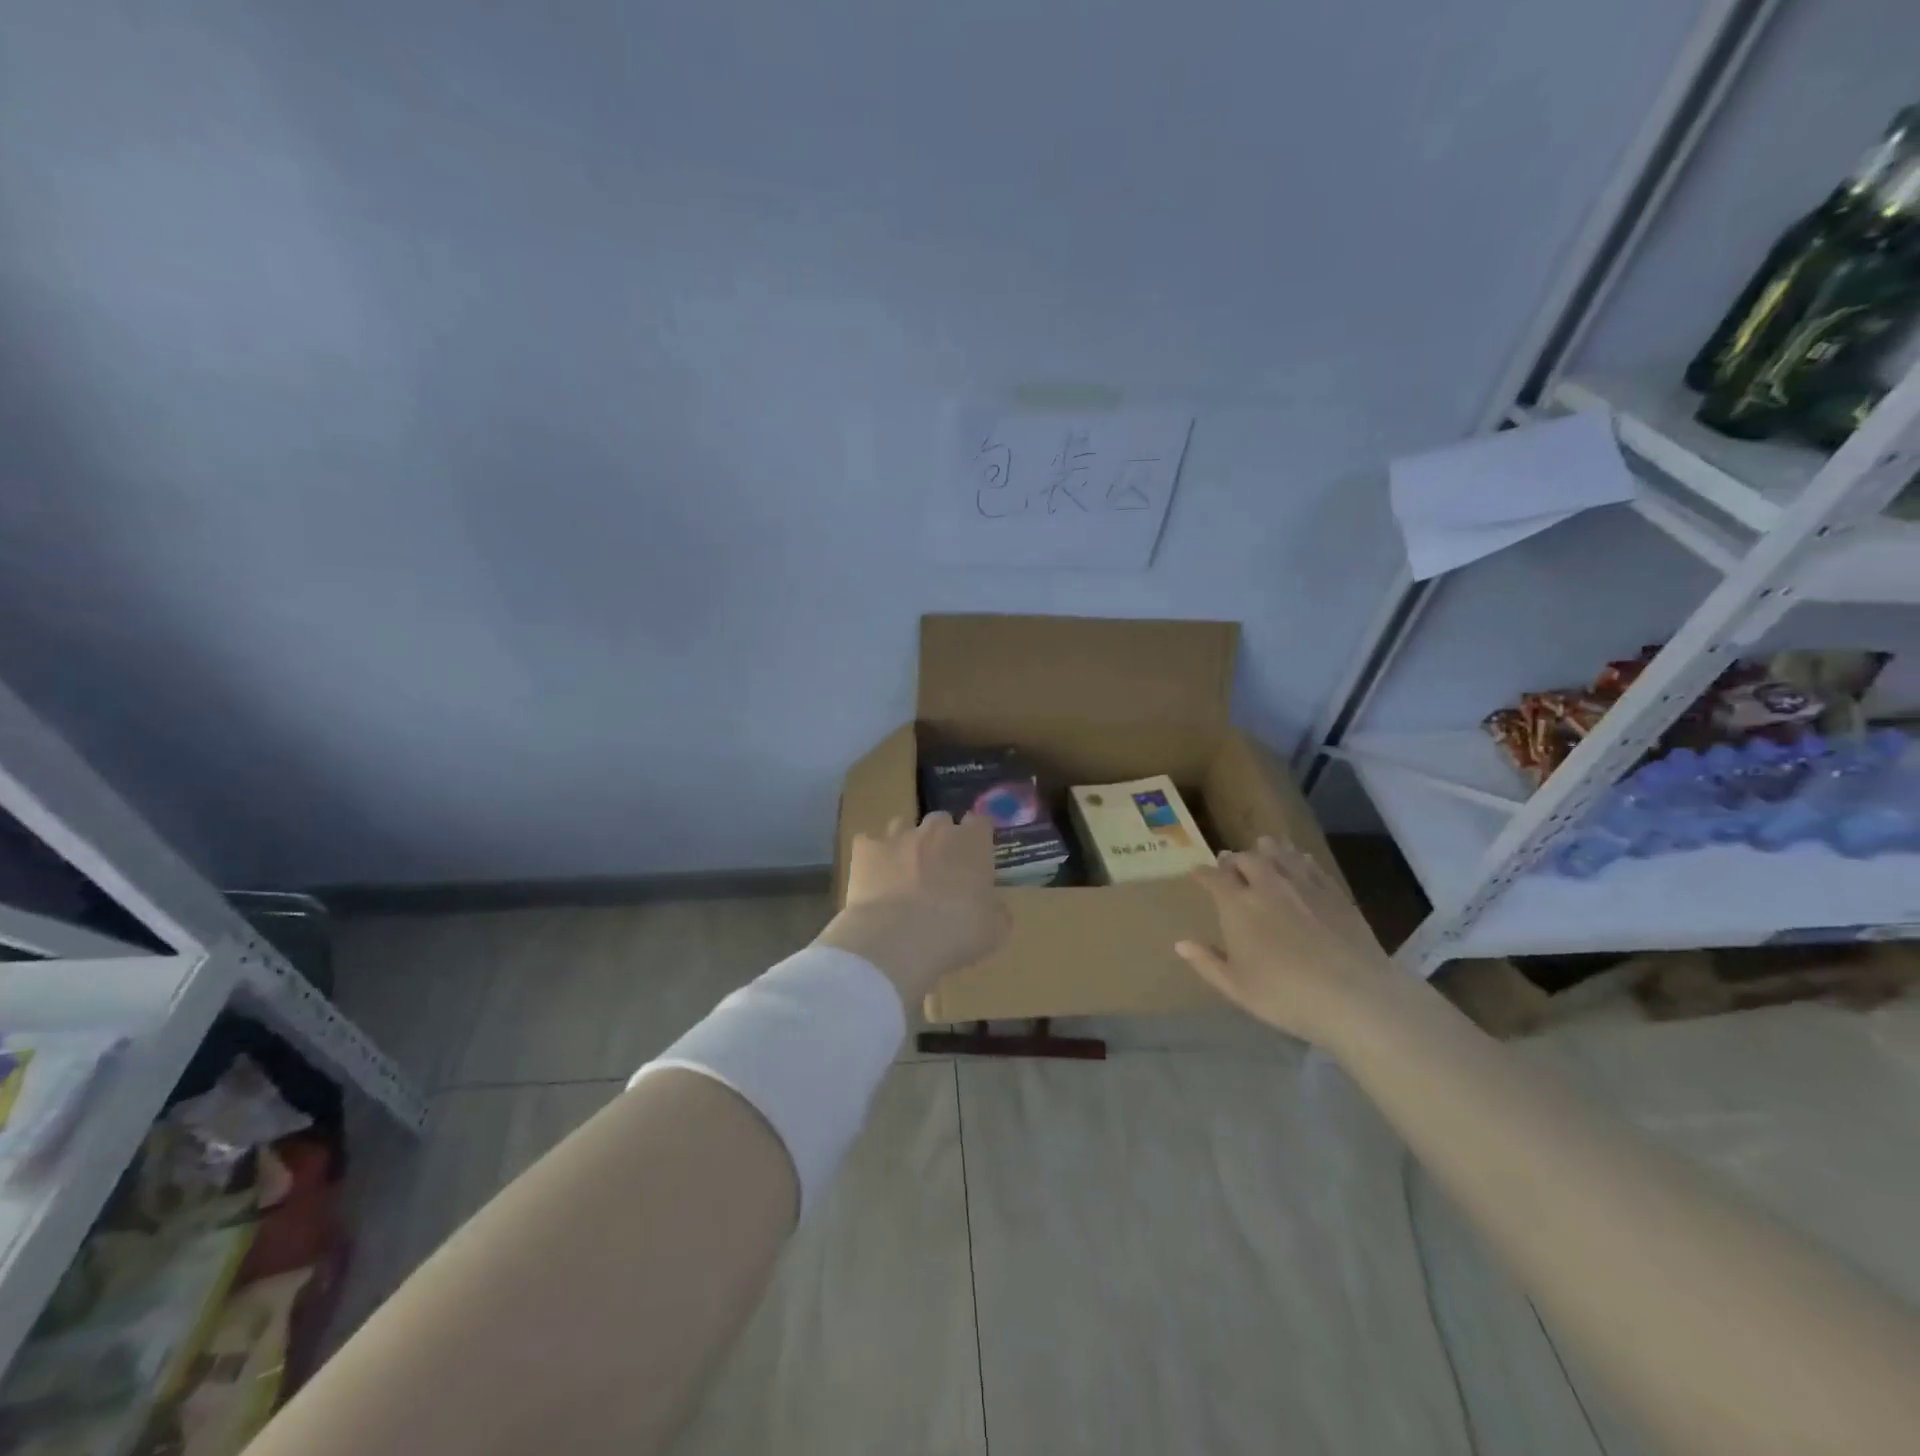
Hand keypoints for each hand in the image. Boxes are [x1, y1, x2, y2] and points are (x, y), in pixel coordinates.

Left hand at [816, 812, 1011, 1008]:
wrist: (896, 940)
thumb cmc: (954, 934)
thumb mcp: (993, 932)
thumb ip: (997, 912)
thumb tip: (995, 907)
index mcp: (972, 844)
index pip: (980, 822)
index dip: (977, 838)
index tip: (976, 857)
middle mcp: (936, 831)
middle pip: (941, 820)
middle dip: (940, 838)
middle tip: (939, 868)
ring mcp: (897, 836)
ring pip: (902, 825)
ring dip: (905, 843)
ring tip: (902, 871)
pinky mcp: (865, 849)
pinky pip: (868, 842)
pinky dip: (871, 856)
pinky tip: (872, 876)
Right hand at [1174, 836, 1397, 1043]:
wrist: (1354, 996)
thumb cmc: (1285, 995)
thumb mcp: (1237, 987)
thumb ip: (1207, 962)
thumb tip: (1180, 943)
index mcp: (1237, 905)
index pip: (1213, 877)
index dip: (1202, 872)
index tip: (1196, 872)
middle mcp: (1267, 885)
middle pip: (1246, 859)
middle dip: (1233, 860)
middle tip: (1230, 865)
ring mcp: (1303, 885)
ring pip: (1279, 854)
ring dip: (1265, 850)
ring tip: (1262, 850)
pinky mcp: (1333, 892)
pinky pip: (1310, 864)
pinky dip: (1297, 859)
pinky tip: (1299, 862)